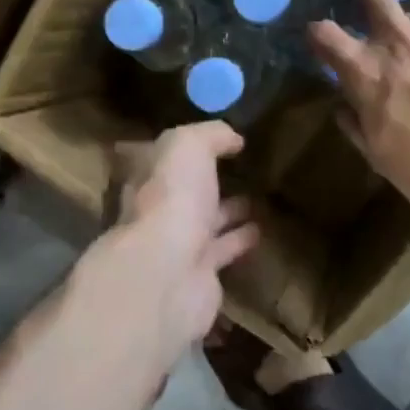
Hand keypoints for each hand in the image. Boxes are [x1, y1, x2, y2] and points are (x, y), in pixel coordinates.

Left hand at [106, 122, 260, 351]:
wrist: (168, 274)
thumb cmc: (172, 200)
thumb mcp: (188, 146)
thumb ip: (210, 135)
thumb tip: (233, 138)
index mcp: (147, 179)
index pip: (161, 158)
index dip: (182, 150)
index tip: (212, 141)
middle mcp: (157, 211)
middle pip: (184, 193)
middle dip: (206, 183)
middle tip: (240, 170)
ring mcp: (177, 245)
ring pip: (206, 223)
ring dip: (228, 212)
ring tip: (259, 200)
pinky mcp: (200, 275)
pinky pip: (223, 251)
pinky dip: (240, 241)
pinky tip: (262, 231)